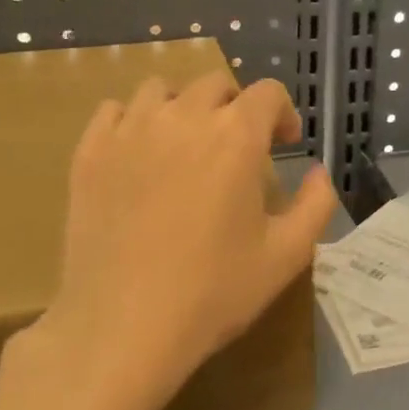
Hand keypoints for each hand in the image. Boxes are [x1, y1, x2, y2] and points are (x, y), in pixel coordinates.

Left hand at [26, 73, 335, 400]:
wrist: (124, 325)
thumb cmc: (214, 292)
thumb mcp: (288, 255)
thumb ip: (316, 204)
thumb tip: (318, 172)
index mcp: (236, 138)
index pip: (268, 94)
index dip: (284, 114)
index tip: (285, 144)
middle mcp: (182, 118)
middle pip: (215, 84)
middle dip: (237, 108)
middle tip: (240, 150)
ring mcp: (129, 131)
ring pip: (161, 90)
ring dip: (185, 108)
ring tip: (188, 147)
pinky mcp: (89, 153)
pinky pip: (114, 112)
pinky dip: (135, 120)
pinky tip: (142, 155)